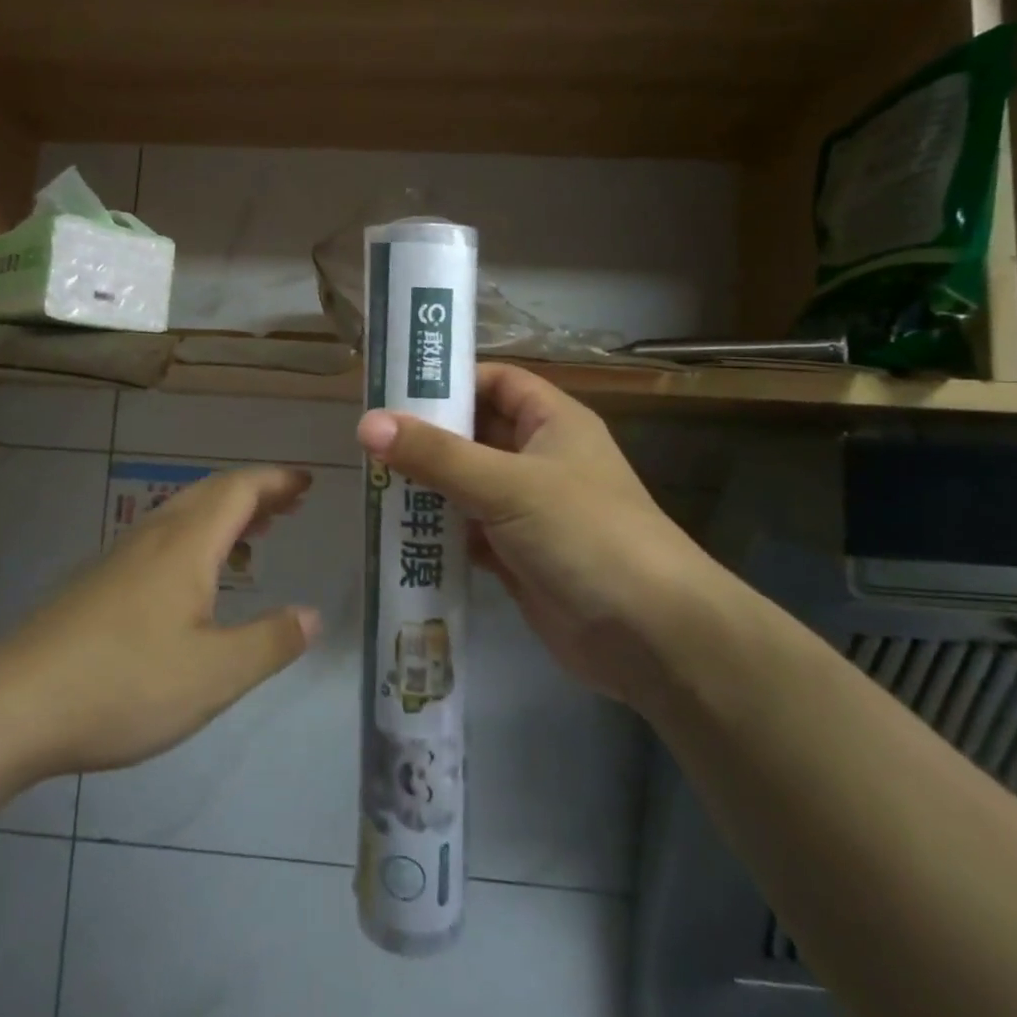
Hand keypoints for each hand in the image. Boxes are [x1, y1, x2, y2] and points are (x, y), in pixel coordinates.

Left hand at [0, 466, 321, 776]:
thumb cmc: (124, 684)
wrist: (13, 706)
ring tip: (255, 533)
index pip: (240, 490)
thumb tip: (313, 615)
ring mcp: (121, 557)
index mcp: (186, 544)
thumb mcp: (215, 675)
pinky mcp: (98, 582)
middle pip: (212, 493)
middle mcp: (154, 537)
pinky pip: (162, 538)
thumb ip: (271, 642)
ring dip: (225, 513)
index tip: (308, 482)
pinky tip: (196, 580)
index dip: (277, 481)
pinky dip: (197, 537)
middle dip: (255, 492)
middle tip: (291, 503)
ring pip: (183, 514)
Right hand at [358, 364, 717, 701]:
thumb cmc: (585, 534)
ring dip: (426, 486)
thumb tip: (367, 423)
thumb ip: (436, 455)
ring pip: (467, 485)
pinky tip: (397, 533)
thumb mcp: (507, 485)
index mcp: (553, 422)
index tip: (396, 388)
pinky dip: (438, 532)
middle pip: (475, 434)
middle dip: (427, 437)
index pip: (497, 381)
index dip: (452, 380)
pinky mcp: (518, 556)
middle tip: (367, 438)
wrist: (649, 636)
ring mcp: (529, 511)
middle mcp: (541, 459)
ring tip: (370, 481)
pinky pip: (468, 532)